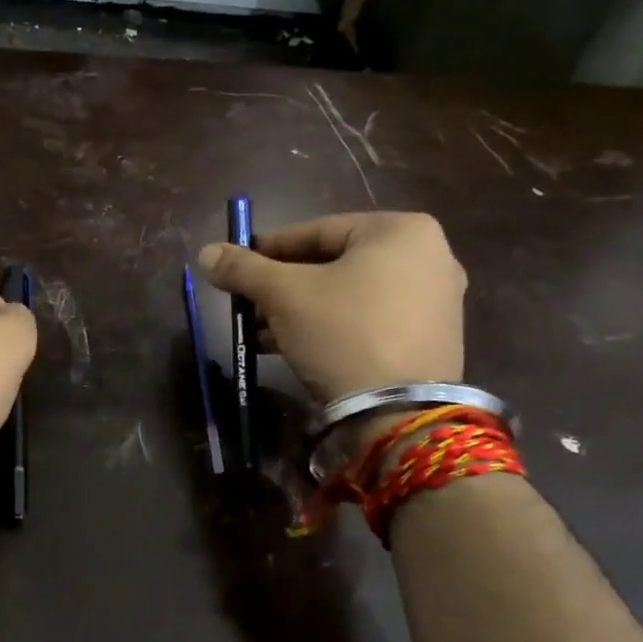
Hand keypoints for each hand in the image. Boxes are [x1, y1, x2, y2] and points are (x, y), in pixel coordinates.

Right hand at [197, 212, 465, 402]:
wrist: (399, 411)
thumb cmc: (343, 332)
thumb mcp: (284, 295)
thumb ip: (243, 268)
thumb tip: (206, 252)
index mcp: (400, 230)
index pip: (315, 231)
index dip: (267, 249)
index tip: (235, 266)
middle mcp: (429, 256)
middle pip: (332, 263)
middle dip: (282, 287)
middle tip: (247, 304)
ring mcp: (436, 300)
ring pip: (348, 294)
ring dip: (299, 311)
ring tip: (260, 333)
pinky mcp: (431, 338)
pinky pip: (368, 319)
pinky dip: (330, 327)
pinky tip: (291, 348)